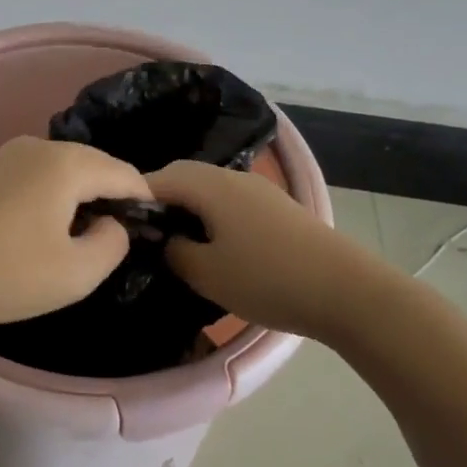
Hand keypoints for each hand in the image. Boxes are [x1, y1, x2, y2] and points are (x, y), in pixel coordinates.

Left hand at [0, 136, 149, 330]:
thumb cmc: (3, 272)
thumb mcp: (75, 273)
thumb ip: (113, 243)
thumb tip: (111, 223)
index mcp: (67, 164)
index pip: (124, 173)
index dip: (144, 200)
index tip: (152, 229)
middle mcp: (38, 146)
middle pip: (92, 166)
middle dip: (110, 196)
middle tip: (117, 236)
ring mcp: (3, 153)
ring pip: (59, 170)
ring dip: (76, 197)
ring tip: (77, 236)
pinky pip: (30, 176)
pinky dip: (46, 197)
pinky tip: (35, 228)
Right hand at [147, 160, 390, 340]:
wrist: (347, 290)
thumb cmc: (267, 279)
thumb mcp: (206, 273)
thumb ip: (174, 252)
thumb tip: (165, 240)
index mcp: (210, 185)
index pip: (159, 178)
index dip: (134, 197)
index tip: (119, 222)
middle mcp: (233, 177)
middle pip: (185, 177)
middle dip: (161, 199)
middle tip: (145, 232)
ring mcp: (259, 189)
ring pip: (210, 188)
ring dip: (189, 207)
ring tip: (177, 240)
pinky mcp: (278, 207)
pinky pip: (231, 200)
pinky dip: (212, 214)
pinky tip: (215, 243)